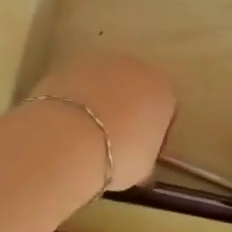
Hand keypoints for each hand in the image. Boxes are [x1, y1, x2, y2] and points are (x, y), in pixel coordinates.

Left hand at [27, 53, 175, 190]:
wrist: (69, 138)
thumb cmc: (119, 155)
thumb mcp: (143, 168)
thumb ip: (146, 158)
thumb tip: (139, 163)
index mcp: (163, 89)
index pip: (166, 110)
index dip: (155, 134)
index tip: (142, 153)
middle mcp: (135, 67)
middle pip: (135, 89)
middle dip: (128, 111)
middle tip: (114, 142)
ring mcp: (99, 62)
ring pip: (105, 84)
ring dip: (100, 102)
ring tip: (86, 134)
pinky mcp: (67, 66)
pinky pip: (78, 86)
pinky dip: (75, 101)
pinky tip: (66, 125)